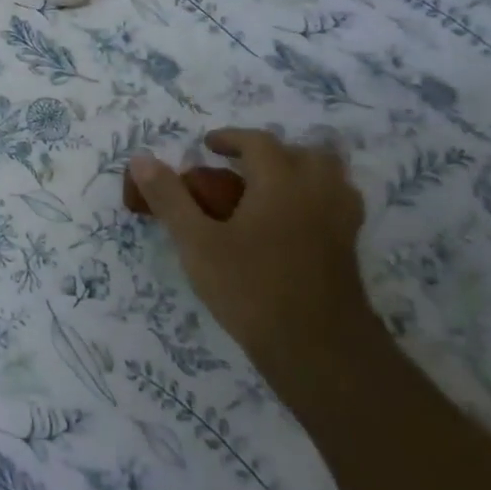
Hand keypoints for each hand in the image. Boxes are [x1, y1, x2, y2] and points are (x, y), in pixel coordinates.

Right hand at [127, 128, 372, 394]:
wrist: (320, 351)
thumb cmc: (252, 290)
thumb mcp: (196, 243)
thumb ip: (169, 198)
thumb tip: (141, 158)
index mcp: (281, 182)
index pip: (259, 142)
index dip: (231, 138)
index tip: (208, 146)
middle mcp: (317, 193)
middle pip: (305, 153)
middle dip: (273, 153)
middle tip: (241, 168)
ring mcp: (340, 222)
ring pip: (331, 178)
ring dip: (301, 172)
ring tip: (270, 190)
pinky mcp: (349, 251)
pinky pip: (338, 206)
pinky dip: (316, 200)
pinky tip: (292, 224)